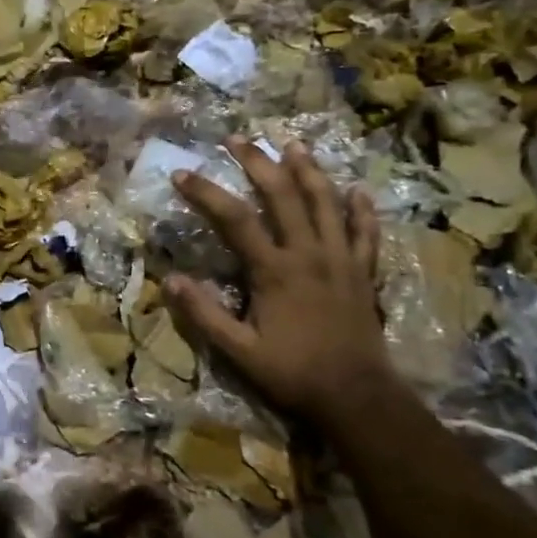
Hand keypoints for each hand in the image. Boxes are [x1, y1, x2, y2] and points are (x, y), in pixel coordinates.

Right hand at [166, 136, 387, 421]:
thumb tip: (170, 280)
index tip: (182, 174)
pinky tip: (357, 190)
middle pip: (282, 195)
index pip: (234, 219)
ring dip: (309, 171)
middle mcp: (308, 253)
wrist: (357, 398)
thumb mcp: (239, 351)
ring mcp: (341, 260)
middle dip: (258, 163)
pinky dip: (361, 210)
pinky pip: (365, 233)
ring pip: (326, 203)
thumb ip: (204, 315)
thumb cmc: (293, 373)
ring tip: (294, 145)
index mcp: (274, 270)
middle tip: (239, 139)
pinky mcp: (363, 273)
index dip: (206, 193)